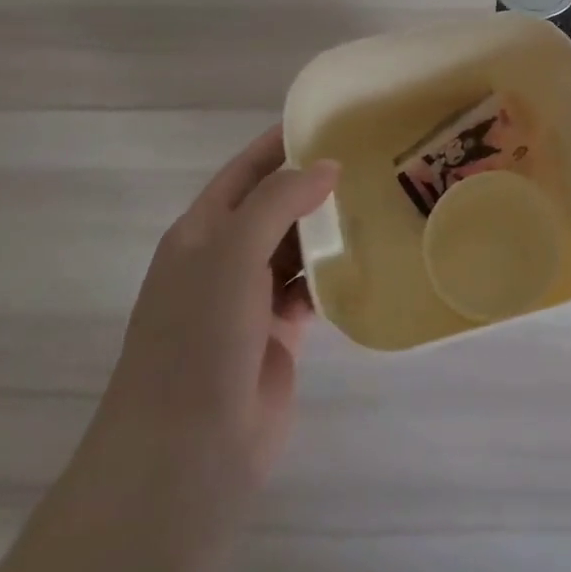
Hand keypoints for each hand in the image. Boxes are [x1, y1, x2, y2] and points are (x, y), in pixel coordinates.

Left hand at [78, 126, 338, 510]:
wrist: (186, 453)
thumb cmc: (198, 339)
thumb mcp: (231, 253)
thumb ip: (279, 201)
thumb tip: (327, 165)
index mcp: (202, 232)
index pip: (246, 171)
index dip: (282, 142)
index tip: (333, 118)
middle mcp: (225, 259)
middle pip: (277, 206)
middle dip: (317, 183)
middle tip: (376, 159)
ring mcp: (252, 299)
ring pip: (298, 247)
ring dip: (331, 228)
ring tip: (384, 201)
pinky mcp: (280, 334)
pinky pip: (314, 288)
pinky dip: (337, 273)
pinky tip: (372, 259)